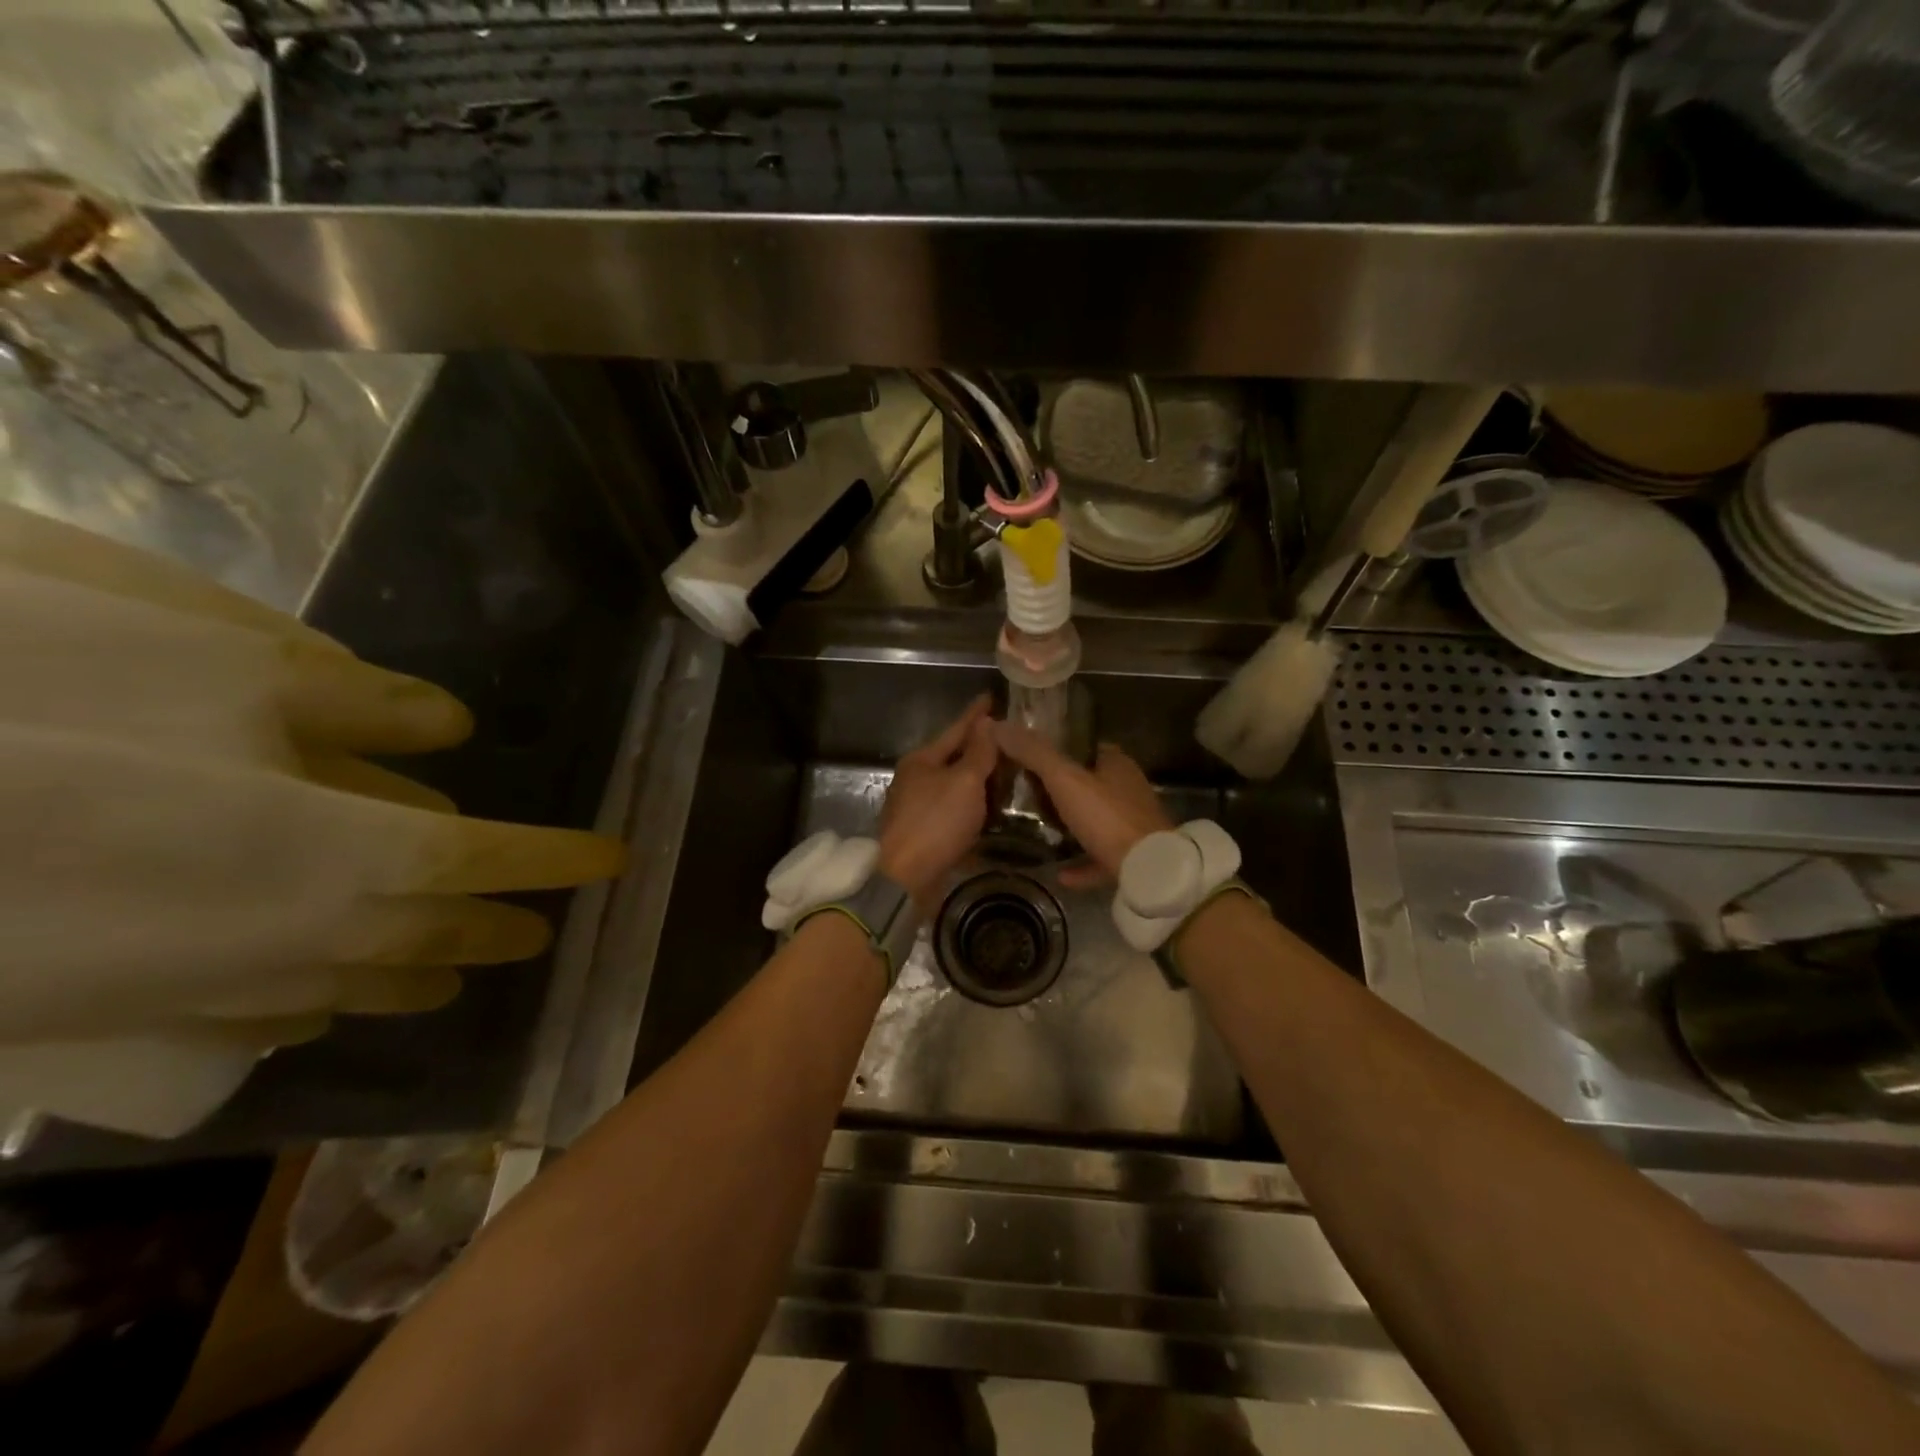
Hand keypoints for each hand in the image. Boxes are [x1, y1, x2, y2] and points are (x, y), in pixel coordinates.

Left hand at [878, 695, 997, 909]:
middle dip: (981, 750)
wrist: (904, 880)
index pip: (956, 730)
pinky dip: (974, 812)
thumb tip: (986, 723)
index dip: (976, 715)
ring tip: (1009, 777)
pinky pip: (956, 816)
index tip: (991, 697)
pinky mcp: (925, 836)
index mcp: (922, 761)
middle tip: (1010, 741)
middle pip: (955, 759)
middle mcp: (917, 781)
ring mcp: (919, 809)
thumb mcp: (964, 782)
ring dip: (980, 784)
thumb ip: (978, 752)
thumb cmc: (935, 823)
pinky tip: (993, 816)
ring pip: (956, 789)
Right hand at [993, 725, 1171, 883]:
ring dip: (1071, 827)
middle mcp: (1128, 791)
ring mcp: (1132, 827)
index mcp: (1117, 765)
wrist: (1148, 869)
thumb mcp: (1065, 779)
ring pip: (1095, 822)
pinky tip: (1058, 873)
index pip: (1085, 748)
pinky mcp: (1132, 859)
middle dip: (1061, 789)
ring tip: (1038, 830)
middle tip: (1024, 793)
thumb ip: (1034, 754)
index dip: (1058, 749)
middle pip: (1089, 784)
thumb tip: (998, 726)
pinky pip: (1099, 858)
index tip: (1028, 756)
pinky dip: (1080, 864)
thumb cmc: (1107, 817)